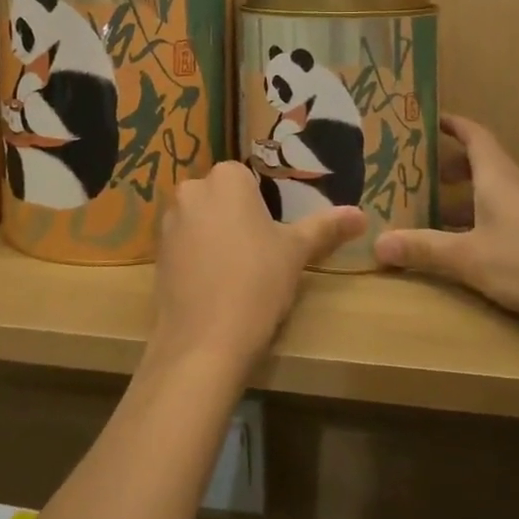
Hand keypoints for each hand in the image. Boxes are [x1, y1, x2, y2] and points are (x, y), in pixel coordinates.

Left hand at [151, 162, 363, 373]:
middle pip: (222, 198)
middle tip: (260, 256)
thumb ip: (326, 227)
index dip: (262, 209)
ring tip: (237, 275)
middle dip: (237, 220)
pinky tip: (214, 287)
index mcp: (226, 178)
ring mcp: (169, 221)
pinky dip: (198, 259)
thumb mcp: (296, 252)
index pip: (247, 180)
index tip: (274, 237)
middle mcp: (192, 189)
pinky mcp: (156, 253)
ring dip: (215, 238)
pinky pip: (184, 246)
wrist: (204, 340)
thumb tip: (361, 214)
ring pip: (201, 221)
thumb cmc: (257, 282)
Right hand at [374, 115, 518, 332]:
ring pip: (489, 192)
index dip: (451, 123)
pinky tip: (461, 245)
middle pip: (480, 162)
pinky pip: (499, 215)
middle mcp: (513, 187)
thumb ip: (424, 249)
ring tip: (429, 211)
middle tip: (417, 173)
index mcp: (496, 176)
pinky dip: (476, 219)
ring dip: (461, 196)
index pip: (473, 134)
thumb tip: (376, 243)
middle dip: (448, 164)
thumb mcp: (468, 257)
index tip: (426, 120)